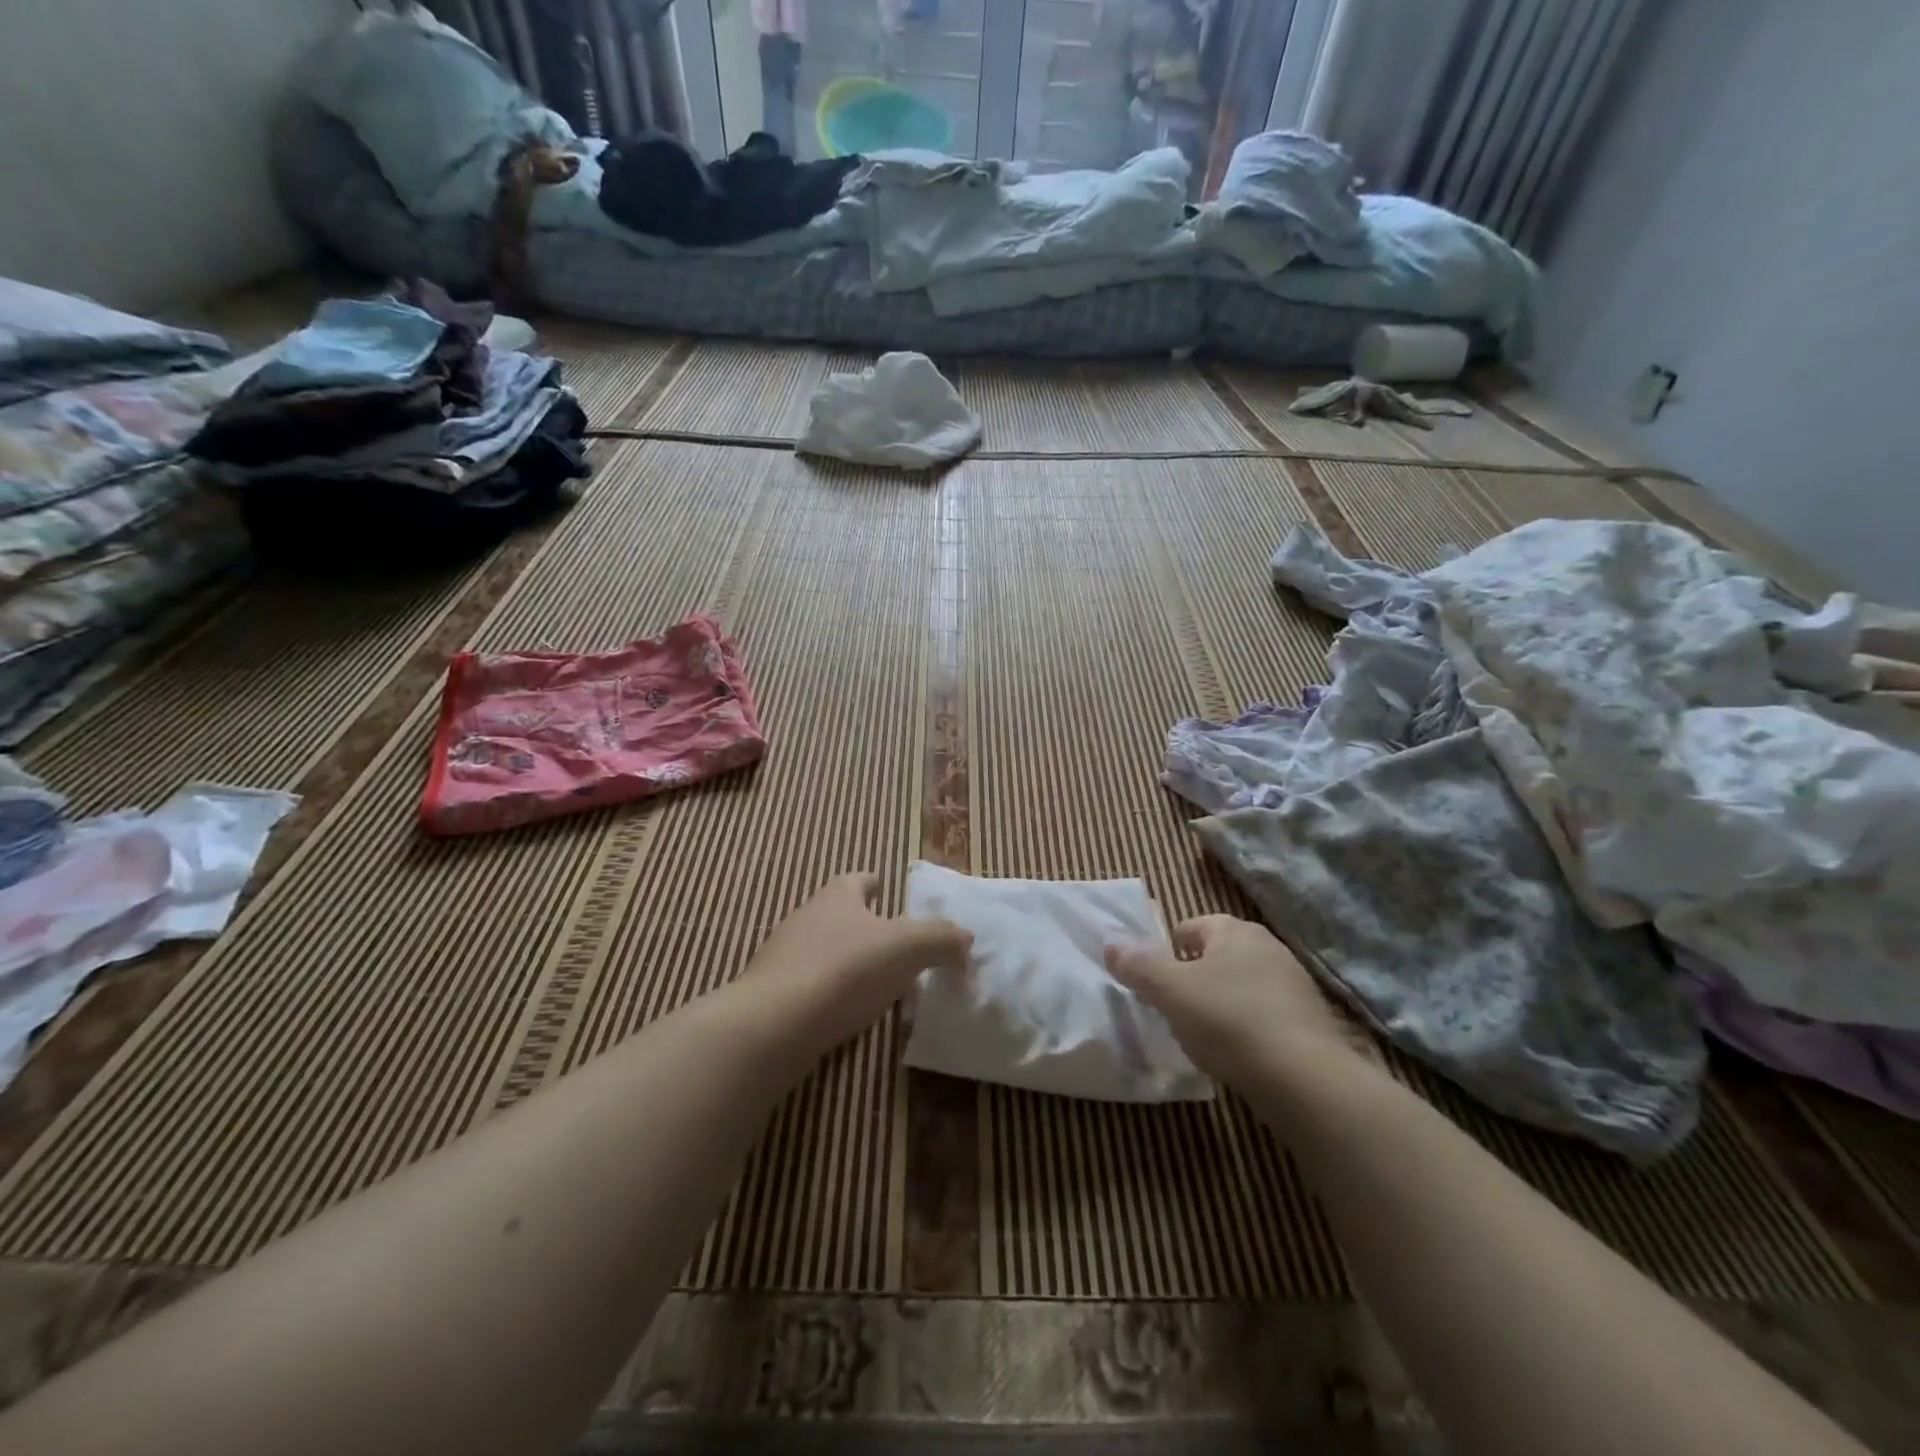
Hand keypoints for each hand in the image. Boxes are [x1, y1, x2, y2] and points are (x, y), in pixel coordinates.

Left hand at [746, 873, 971, 1050]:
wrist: (773, 1025)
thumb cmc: (845, 970)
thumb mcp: (908, 948)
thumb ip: (941, 939)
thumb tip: (966, 937)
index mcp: (836, 897)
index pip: (856, 880)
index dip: (874, 884)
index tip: (887, 892)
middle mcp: (805, 918)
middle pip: (837, 913)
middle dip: (863, 925)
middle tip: (894, 947)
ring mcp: (781, 957)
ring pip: (820, 950)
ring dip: (845, 962)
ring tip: (874, 985)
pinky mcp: (769, 996)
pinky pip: (807, 986)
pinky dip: (827, 994)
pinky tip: (843, 1015)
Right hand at [1104, 915, 1363, 1084]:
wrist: (1305, 1079)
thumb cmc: (1228, 1020)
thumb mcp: (1170, 991)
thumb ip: (1138, 966)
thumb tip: (1111, 945)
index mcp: (1234, 930)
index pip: (1189, 927)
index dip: (1168, 955)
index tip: (1158, 988)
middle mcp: (1268, 946)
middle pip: (1215, 957)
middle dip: (1193, 981)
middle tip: (1177, 1013)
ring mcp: (1295, 984)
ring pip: (1241, 987)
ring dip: (1221, 1006)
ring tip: (1207, 1039)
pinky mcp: (1311, 1021)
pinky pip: (1265, 1016)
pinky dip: (1248, 1030)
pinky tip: (1239, 1056)